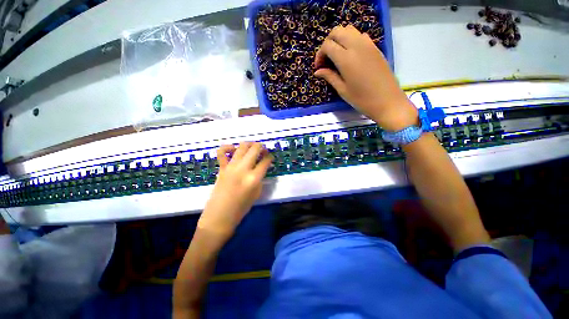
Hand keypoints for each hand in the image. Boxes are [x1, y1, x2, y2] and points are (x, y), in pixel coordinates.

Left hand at [197, 142, 272, 240]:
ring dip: (249, 144)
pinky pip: (222, 152)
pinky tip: (234, 149)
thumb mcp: (257, 192)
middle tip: (263, 150)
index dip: (270, 157)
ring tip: (252, 147)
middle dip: (261, 147)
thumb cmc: (241, 207)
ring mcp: (231, 167)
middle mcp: (243, 169)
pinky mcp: (221, 168)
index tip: (270, 157)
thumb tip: (261, 166)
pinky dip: (228, 147)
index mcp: (254, 178)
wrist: (220, 215)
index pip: (265, 161)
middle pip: (254, 149)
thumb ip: (260, 177)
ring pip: (241, 147)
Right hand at [314, 25, 417, 130]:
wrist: (387, 101)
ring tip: (337, 56)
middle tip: (326, 59)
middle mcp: (357, 46)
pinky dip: (351, 40)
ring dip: (339, 39)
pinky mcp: (375, 47)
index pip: (327, 45)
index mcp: (346, 58)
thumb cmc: (362, 99)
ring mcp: (368, 44)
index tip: (319, 67)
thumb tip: (317, 71)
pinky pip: (360, 35)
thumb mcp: (342, 90)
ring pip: (349, 30)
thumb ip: (329, 77)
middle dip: (327, 42)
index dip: (319, 54)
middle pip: (337, 31)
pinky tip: (350, 55)